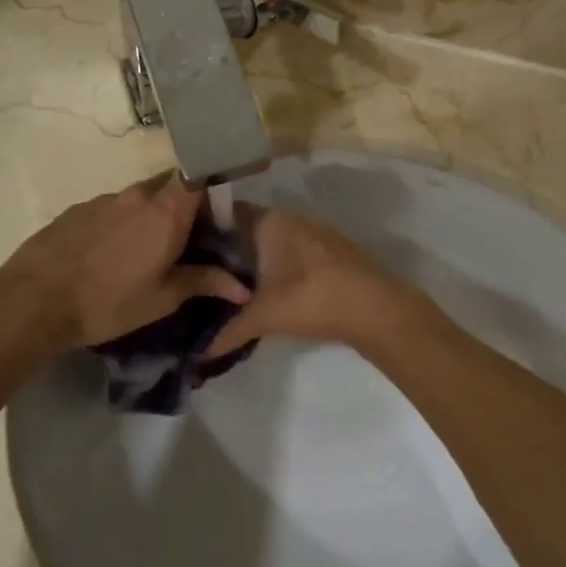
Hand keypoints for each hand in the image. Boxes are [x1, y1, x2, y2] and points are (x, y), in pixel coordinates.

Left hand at [0, 175, 251, 351]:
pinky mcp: (76, 210)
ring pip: (138, 199)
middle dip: (181, 207)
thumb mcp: (162, 299)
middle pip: (168, 187)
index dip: (210, 190)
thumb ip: (204, 283)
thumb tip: (243, 288)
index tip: (216, 214)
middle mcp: (136, 195)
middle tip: (184, 240)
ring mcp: (103, 200)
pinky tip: (108, 255)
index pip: (198, 177)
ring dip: (148, 217)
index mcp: (165, 212)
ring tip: (143, 253)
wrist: (33, 301)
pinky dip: (119, 225)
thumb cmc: (109, 302)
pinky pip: (110, 209)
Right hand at [205, 206, 419, 357]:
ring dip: (262, 257)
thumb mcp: (263, 317)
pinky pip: (298, 251)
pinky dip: (284, 265)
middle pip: (253, 227)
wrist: (375, 308)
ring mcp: (318, 233)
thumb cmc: (310, 299)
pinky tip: (277, 288)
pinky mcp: (336, 251)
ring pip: (278, 240)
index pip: (229, 213)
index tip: (190, 247)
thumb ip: (228, 331)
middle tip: (209, 270)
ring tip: (238, 282)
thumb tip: (199, 353)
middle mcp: (293, 218)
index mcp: (270, 222)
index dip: (209, 228)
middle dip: (234, 248)